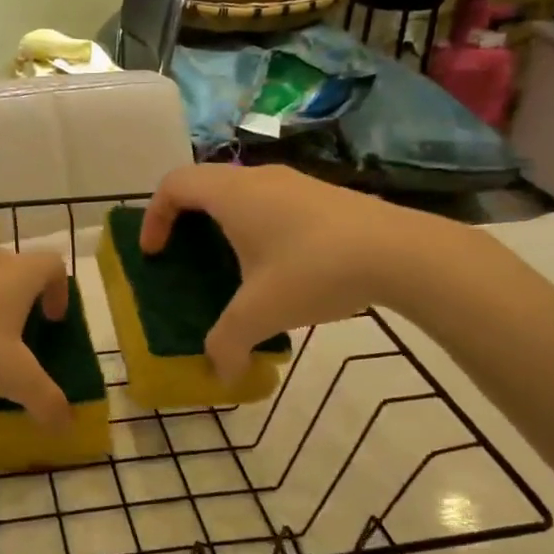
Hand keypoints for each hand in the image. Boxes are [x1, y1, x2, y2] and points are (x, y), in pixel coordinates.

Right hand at [140, 164, 469, 381]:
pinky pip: (271, 202)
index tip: (155, 253)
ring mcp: (295, 182)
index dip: (153, 216)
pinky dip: (257, 226)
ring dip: (224, 224)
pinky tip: (280, 268)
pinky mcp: (323, 195)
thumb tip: (220, 375)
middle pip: (204, 185)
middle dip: (185, 221)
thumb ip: (227, 344)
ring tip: (232, 267)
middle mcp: (258, 178)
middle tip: (186, 258)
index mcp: (232, 194)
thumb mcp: (261, 313)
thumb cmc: (314, 271)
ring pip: (241, 193)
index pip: (173, 184)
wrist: (400, 252)